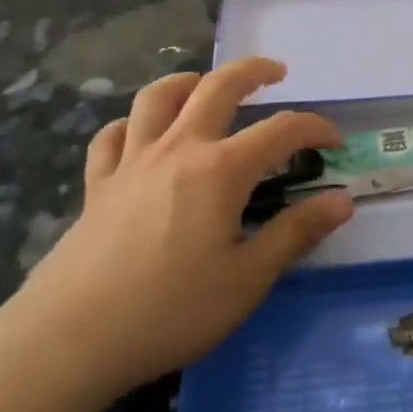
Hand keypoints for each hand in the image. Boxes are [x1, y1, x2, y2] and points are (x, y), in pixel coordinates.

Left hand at [0, 57, 353, 410]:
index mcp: (221, 169)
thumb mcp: (247, 280)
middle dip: (253, 71)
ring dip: (187, 81)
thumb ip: (296, 233)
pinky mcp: (97, 186)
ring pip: (157, 97)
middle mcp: (178, 149)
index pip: (281, 130)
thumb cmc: (170, 310)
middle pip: (217, 87)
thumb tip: (342, 200)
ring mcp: (132, 163)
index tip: (334, 142)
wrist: (70, 340)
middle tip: (276, 72)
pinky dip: (130, 126)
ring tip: (204, 85)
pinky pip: (111, 137)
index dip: (314, 128)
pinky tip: (140, 136)